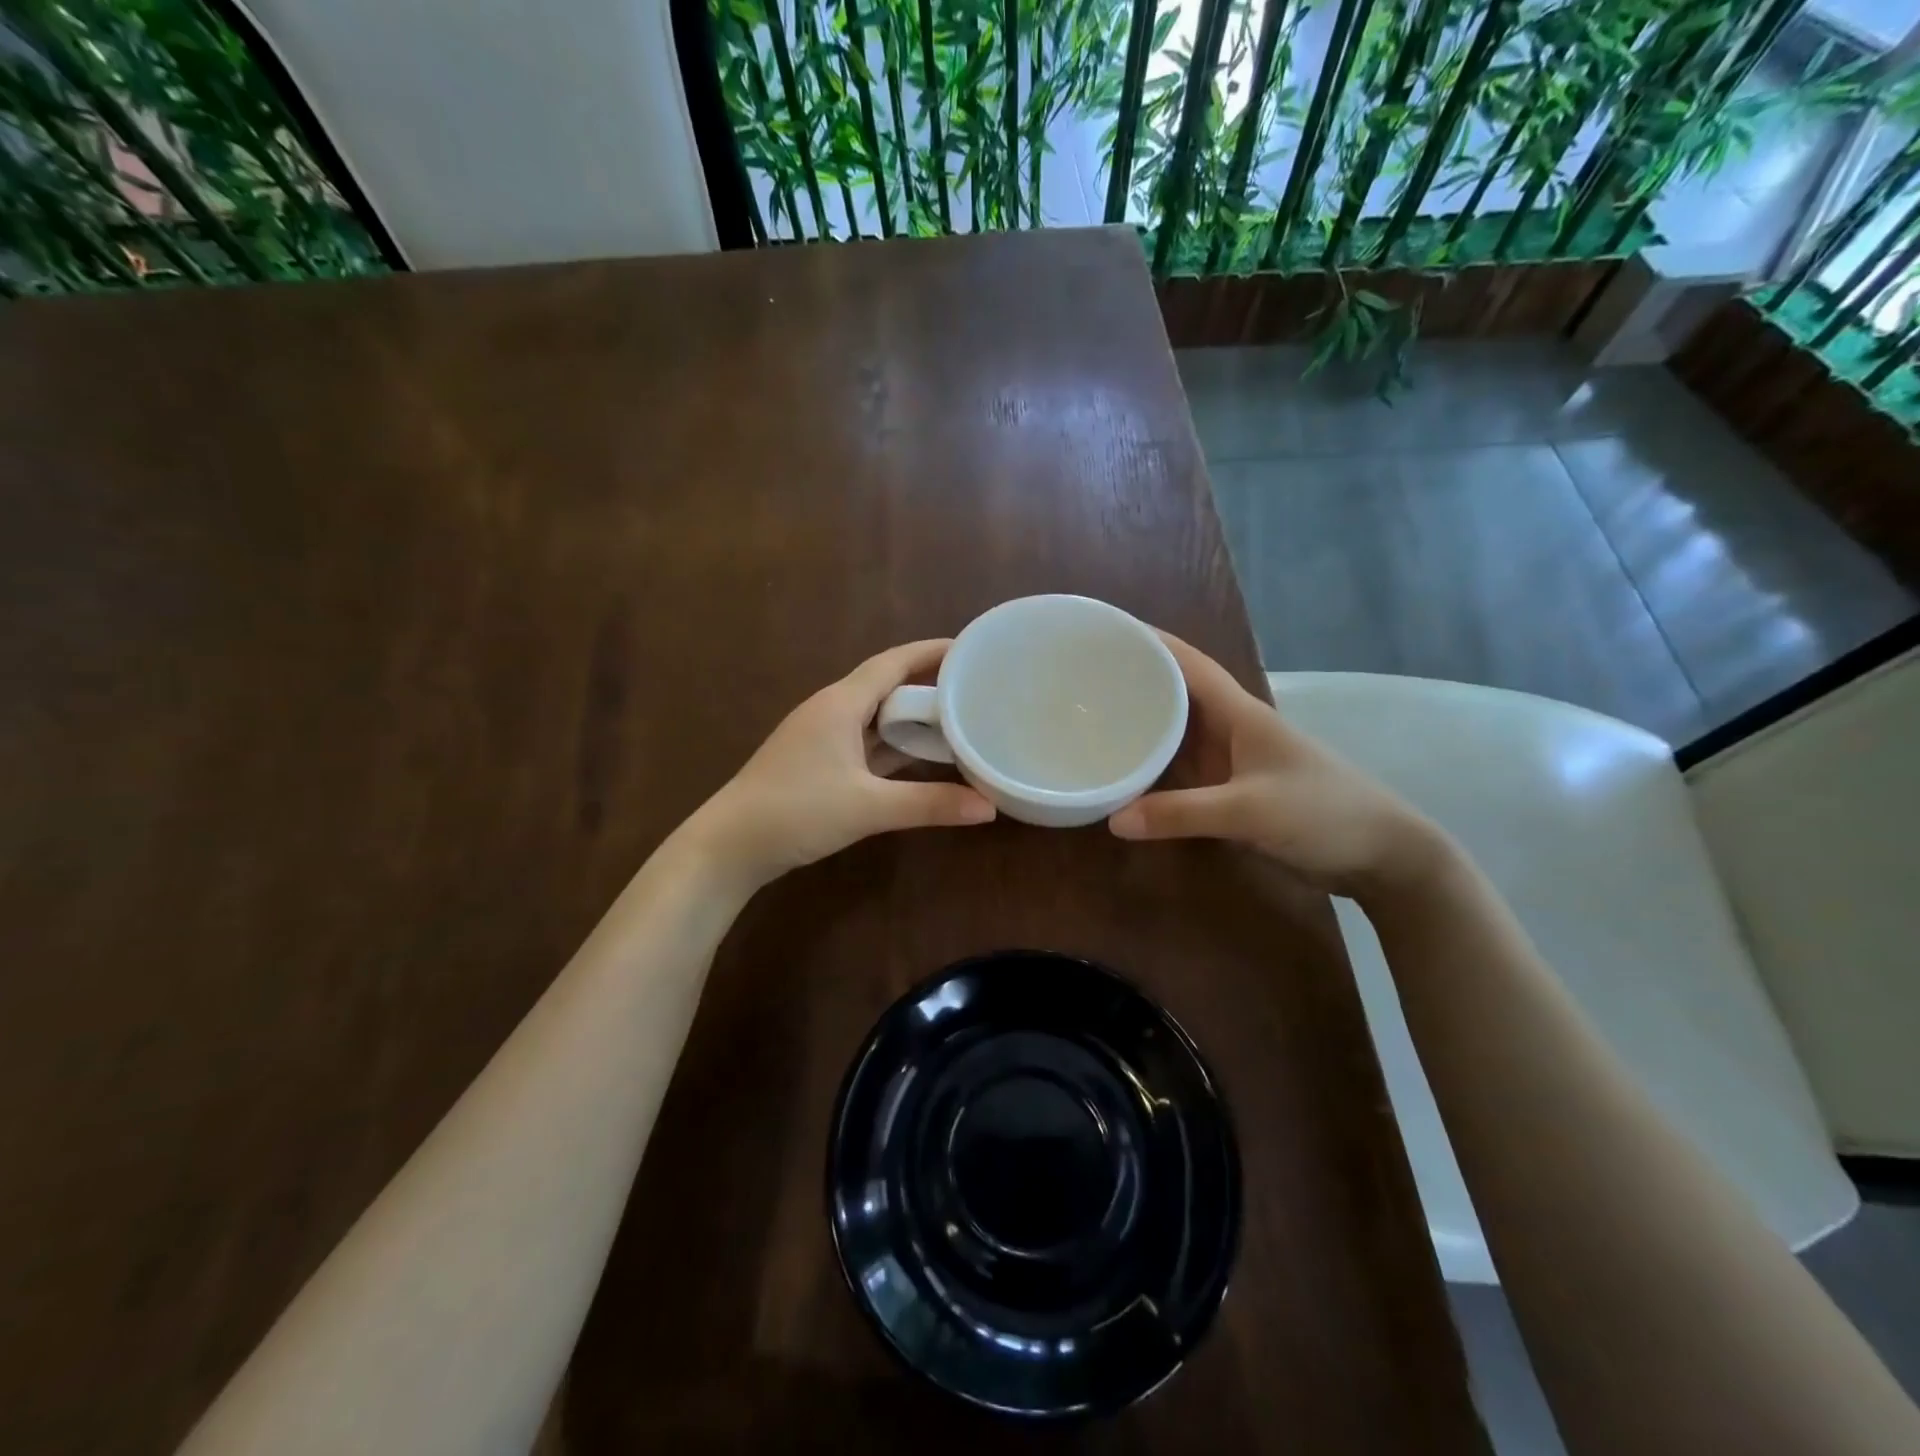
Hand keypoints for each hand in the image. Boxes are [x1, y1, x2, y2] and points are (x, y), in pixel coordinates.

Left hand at [684, 640, 995, 892]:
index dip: (932, 651)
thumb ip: (930, 804)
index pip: (893, 662)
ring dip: (911, 718)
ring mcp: (821, 736)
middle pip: (887, 685)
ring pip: (875, 716)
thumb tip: (989, 808)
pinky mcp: (817, 762)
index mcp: (841, 704)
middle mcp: (831, 710)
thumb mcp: (869, 807)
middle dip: (928, 684)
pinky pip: (865, 741)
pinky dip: (894, 745)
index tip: (971, 648)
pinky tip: (919, 758)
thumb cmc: (797, 812)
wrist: (729, 846)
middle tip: (974, 688)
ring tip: (956, 720)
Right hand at [1107, 633, 1447, 902]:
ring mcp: (1231, 760)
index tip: (1105, 631)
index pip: (1188, 663)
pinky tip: (1125, 771)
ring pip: (1176, 732)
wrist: (1380, 854)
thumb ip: (1182, 813)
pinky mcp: (1230, 790)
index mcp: (1239, 713)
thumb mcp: (1249, 811)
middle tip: (1080, 678)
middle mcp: (1230, 728)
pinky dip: (1153, 765)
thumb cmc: (1322, 814)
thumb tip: (1113, 819)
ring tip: (1091, 716)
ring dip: (1141, 722)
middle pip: (1175, 693)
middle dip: (1134, 680)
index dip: (1150, 642)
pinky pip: (1181, 769)